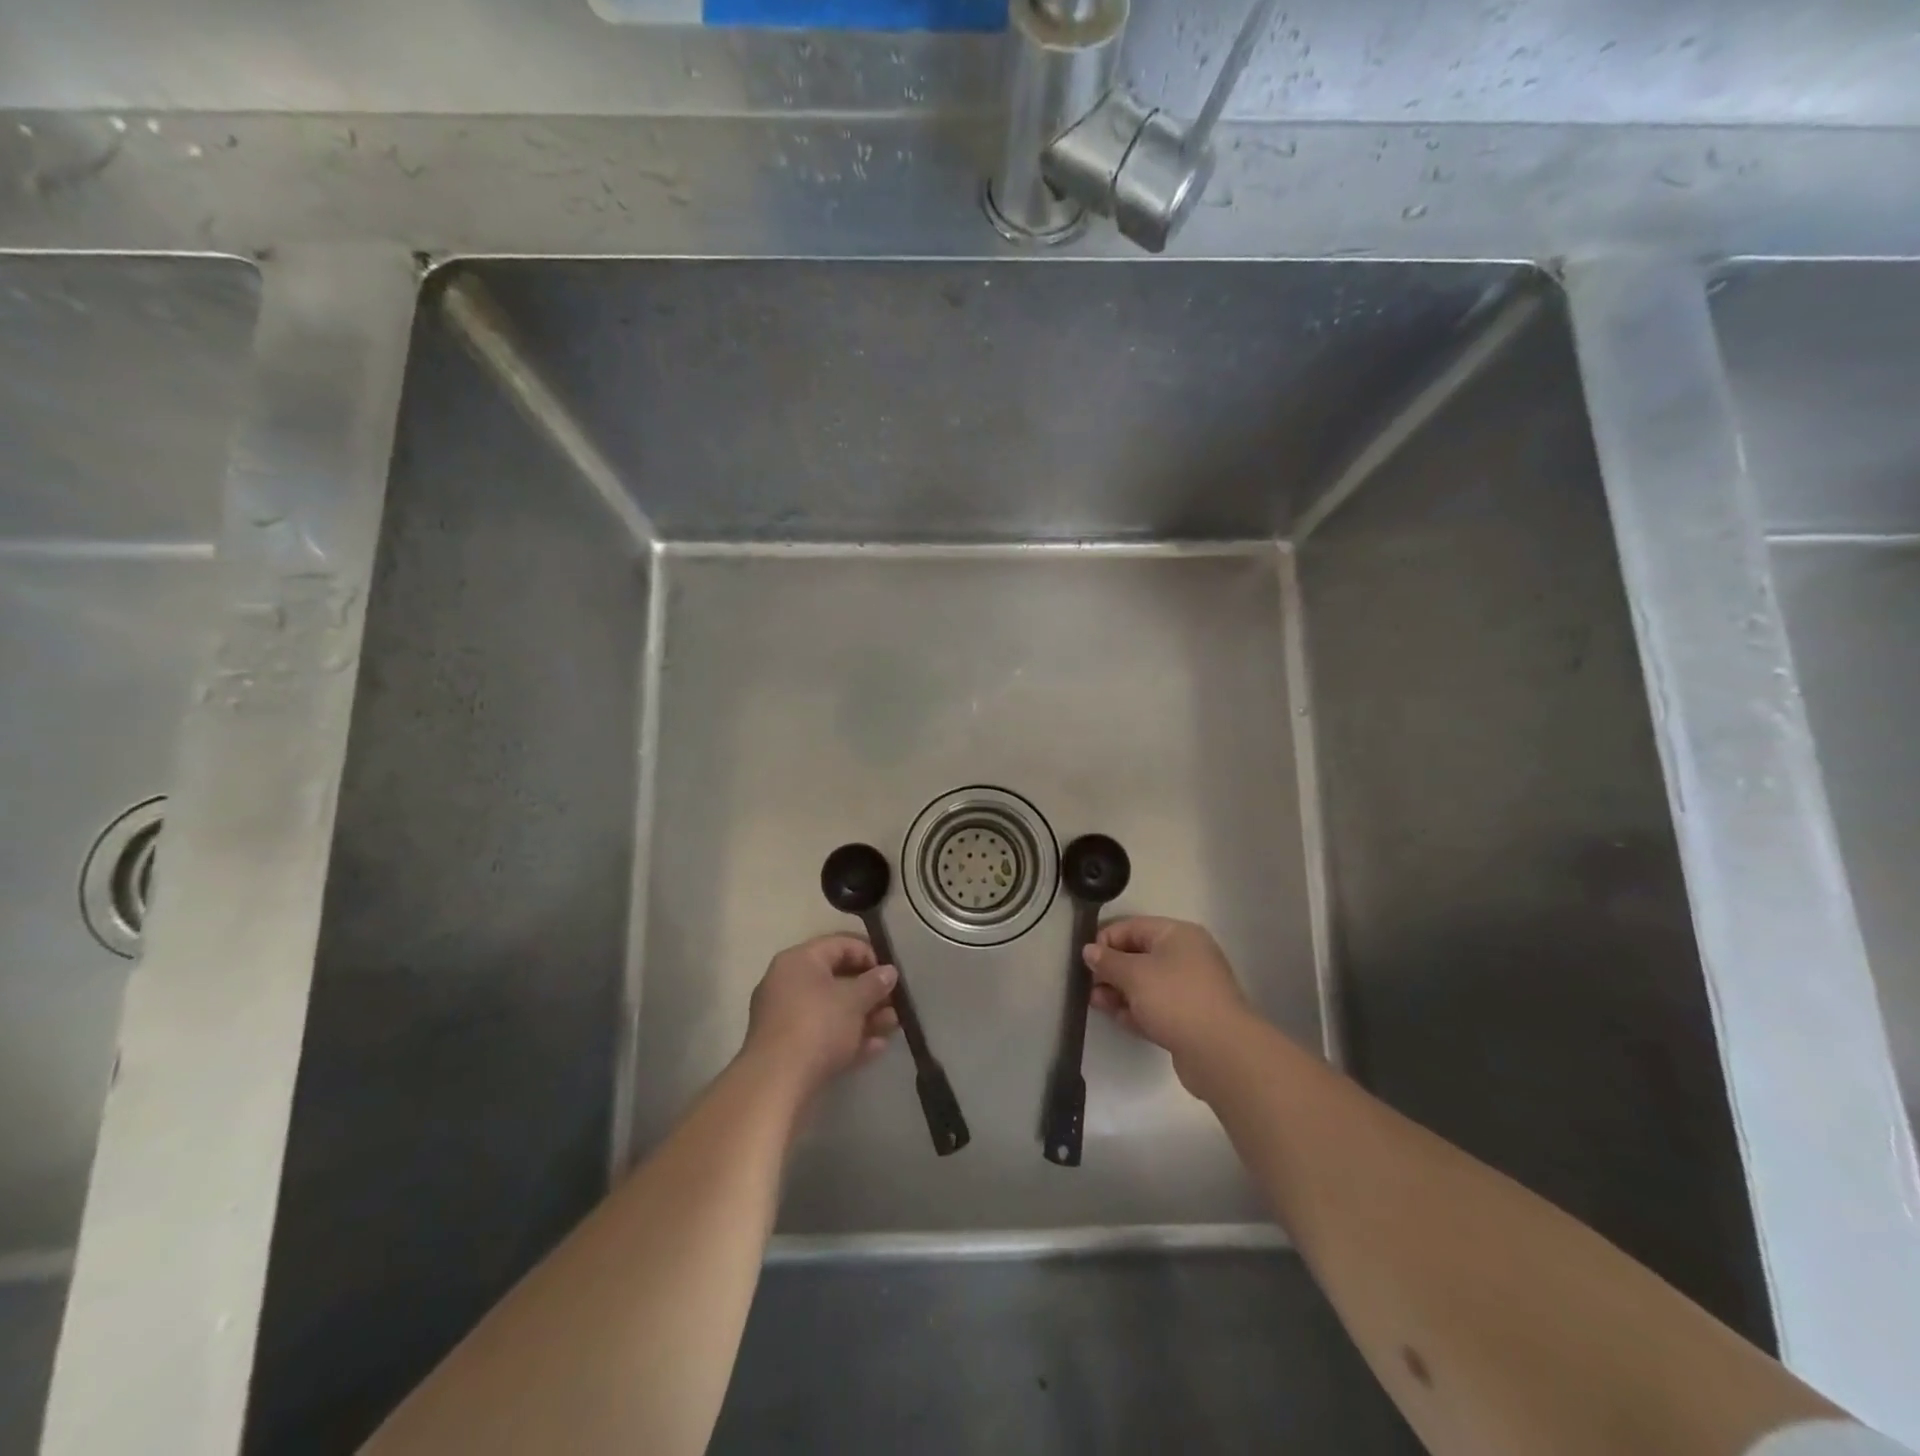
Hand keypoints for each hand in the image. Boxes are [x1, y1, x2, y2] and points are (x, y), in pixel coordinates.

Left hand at [743, 935, 899, 1101]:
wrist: (777, 1082)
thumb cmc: (818, 1026)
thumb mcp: (854, 1000)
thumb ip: (874, 983)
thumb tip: (889, 972)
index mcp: (799, 960)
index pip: (840, 944)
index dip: (870, 954)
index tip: (891, 973)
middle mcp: (788, 983)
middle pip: (836, 978)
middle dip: (869, 991)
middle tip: (895, 1002)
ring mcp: (786, 1017)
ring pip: (832, 1009)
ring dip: (864, 1016)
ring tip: (893, 1024)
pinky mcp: (788, 1048)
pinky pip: (823, 1033)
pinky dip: (848, 1037)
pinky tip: (876, 1046)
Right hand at [1086, 917, 1252, 1091]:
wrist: (1221, 1052)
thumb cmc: (1175, 998)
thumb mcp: (1134, 974)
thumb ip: (1107, 961)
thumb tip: (1089, 950)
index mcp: (1177, 935)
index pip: (1132, 927)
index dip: (1105, 940)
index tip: (1085, 960)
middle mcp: (1185, 956)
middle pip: (1138, 955)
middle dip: (1111, 969)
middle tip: (1086, 984)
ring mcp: (1188, 989)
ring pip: (1145, 984)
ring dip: (1119, 991)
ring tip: (1094, 1002)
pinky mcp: (1188, 1018)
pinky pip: (1155, 1006)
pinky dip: (1135, 1009)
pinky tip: (1115, 1017)